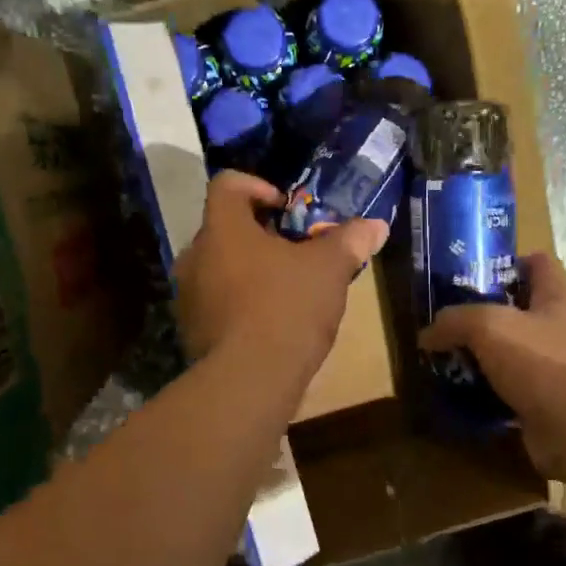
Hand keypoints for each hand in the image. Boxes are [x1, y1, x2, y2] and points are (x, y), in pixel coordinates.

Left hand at [176, 171, 388, 378]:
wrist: (249, 381)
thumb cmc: (287, 307)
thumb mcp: (329, 269)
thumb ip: (350, 240)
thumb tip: (376, 225)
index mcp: (223, 228)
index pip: (228, 184)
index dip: (259, 187)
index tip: (287, 209)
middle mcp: (195, 255)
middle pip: (225, 227)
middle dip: (261, 235)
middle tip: (296, 251)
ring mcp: (188, 295)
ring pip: (220, 266)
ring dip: (250, 269)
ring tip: (286, 289)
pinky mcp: (190, 330)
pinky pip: (216, 301)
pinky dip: (240, 302)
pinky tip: (270, 323)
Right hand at [418, 253, 565, 474]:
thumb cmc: (539, 361)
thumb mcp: (487, 326)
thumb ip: (455, 321)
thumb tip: (427, 335)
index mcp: (557, 301)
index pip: (543, 265)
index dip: (515, 262)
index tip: (482, 271)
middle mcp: (563, 331)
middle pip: (528, 311)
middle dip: (494, 313)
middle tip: (457, 319)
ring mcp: (560, 370)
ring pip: (520, 353)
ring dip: (491, 356)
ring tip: (455, 358)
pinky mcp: (550, 404)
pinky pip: (516, 390)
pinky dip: (493, 392)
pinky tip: (467, 394)